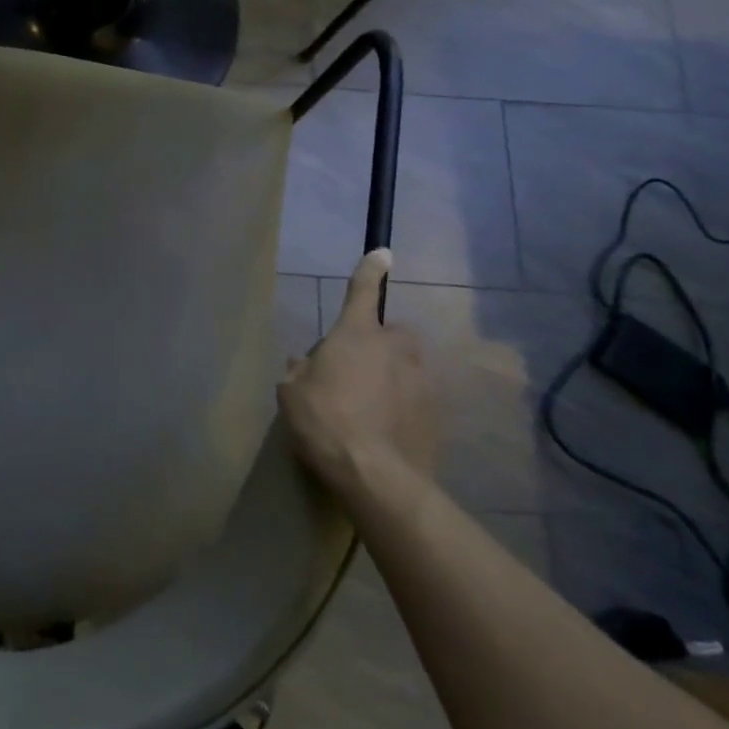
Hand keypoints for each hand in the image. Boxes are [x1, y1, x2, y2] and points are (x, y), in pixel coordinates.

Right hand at [278, 250, 435, 496]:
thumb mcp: (292, 393)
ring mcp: (419, 380)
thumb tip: (305, 364)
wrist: (376, 475)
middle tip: (357, 370)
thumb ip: (300, 371)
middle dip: (378, 344)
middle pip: (390, 333)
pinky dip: (403, 406)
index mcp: (356, 334)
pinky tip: (387, 430)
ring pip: (405, 367)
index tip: (383, 253)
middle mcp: (394, 348)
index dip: (370, 270)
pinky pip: (415, 398)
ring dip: (391, 377)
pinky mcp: (436, 412)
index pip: (362, 291)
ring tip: (371, 407)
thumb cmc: (325, 421)